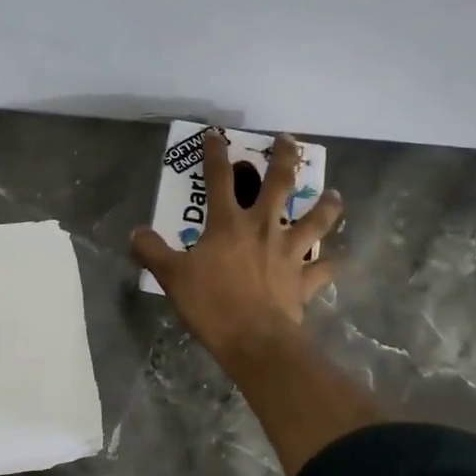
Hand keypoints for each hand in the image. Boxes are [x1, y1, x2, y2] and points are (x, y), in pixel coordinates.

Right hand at [131, 131, 342, 364]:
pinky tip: (339, 258)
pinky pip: (325, 268)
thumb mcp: (172, 277)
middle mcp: (263, 227)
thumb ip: (152, 251)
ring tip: (334, 194)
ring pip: (315, 220)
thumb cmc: (212, 304)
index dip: (216, 153)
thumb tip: (135, 232)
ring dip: (326, 205)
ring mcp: (289, 252)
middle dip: (284, 158)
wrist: (254, 340)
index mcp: (228, 223)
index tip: (216, 135)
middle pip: (278, 184)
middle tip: (289, 141)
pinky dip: (333, 262)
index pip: (219, 178)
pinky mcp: (305, 278)